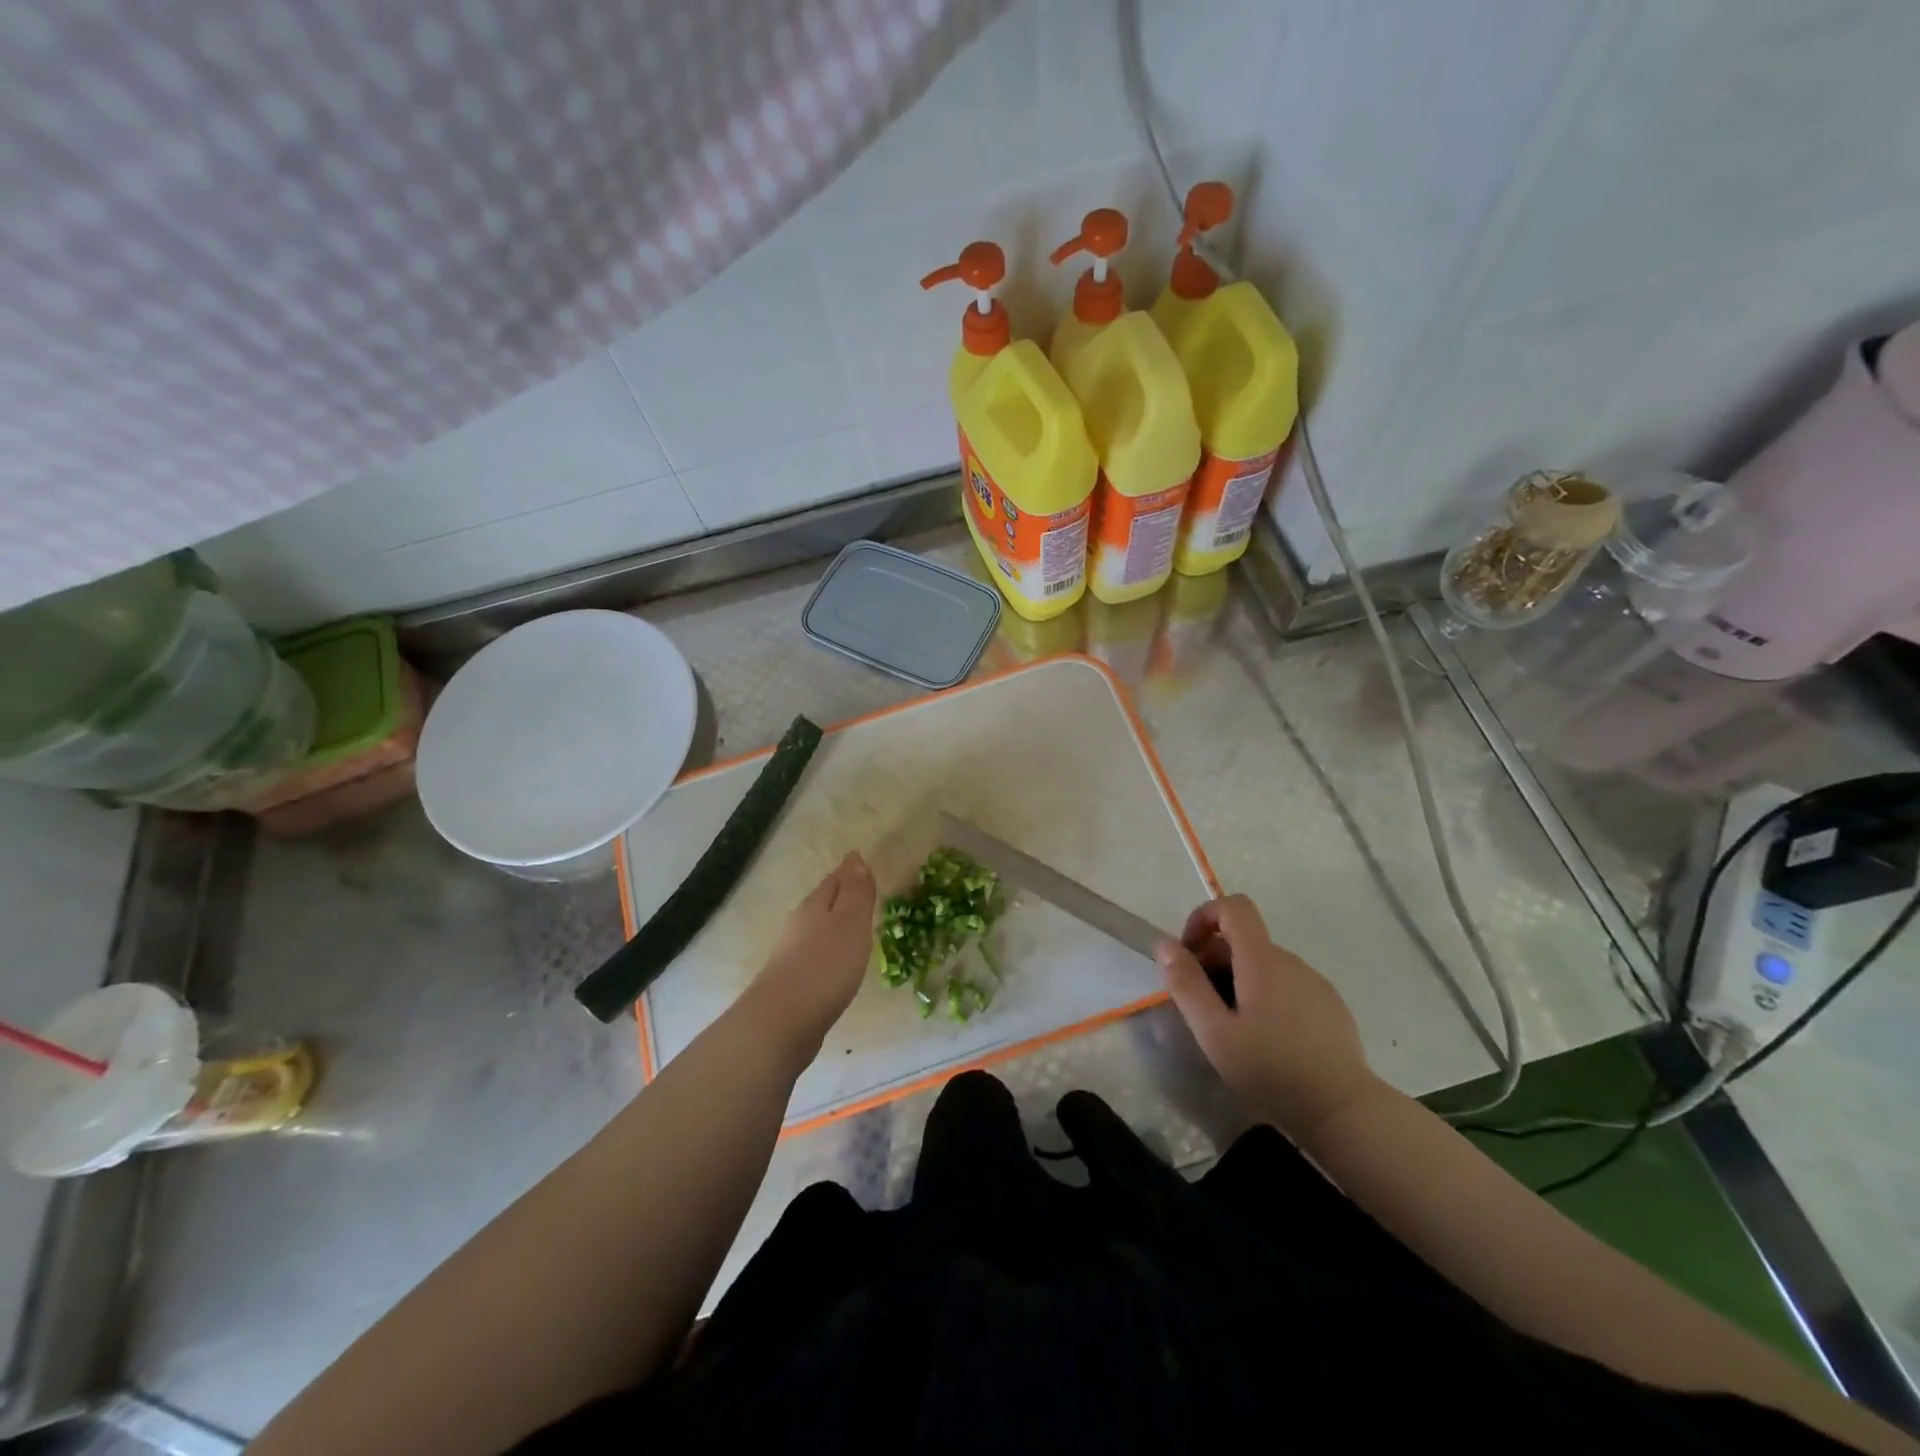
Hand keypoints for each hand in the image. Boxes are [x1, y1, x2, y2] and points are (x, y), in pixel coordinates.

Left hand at [738, 853, 876, 1064]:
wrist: (781, 1023)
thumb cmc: (824, 967)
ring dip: (833, 924)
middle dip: (840, 894)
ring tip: (852, 926)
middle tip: (860, 890)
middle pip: (822, 902)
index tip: (861, 863)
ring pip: (817, 929)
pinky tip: (836, 963)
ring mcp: (791, 955)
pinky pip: (815, 955)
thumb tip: (855, 858)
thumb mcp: (850, 923)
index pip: (835, 880)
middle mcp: (799, 926)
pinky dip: (828, 951)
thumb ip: (856, 892)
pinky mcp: (792, 983)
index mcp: (814, 907)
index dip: (850, 872)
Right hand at [1157, 895, 1382, 1142]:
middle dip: (1214, 960)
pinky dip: (1267, 996)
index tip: (1190, 954)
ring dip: (1240, 980)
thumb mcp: (1214, 1032)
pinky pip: (1288, 985)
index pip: (1235, 906)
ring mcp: (1314, 982)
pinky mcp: (1330, 1006)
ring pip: (1265, 964)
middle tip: (1202, 1005)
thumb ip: (1186, 984)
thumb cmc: (1271, 1070)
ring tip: (1234, 1028)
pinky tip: (1268, 1039)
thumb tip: (1165, 944)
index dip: (1205, 917)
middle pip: (1244, 940)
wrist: (1343, 1111)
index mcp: (1262, 960)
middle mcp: (1290, 961)